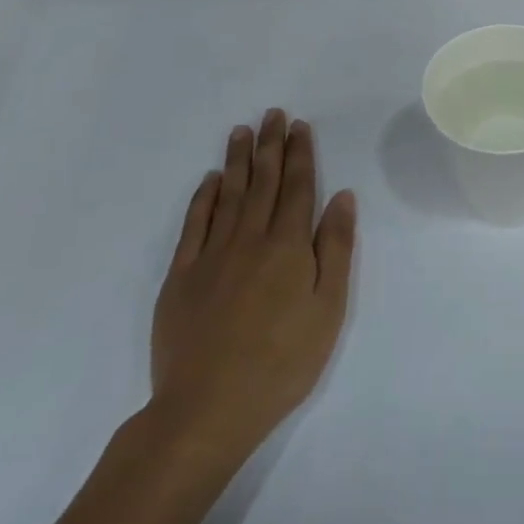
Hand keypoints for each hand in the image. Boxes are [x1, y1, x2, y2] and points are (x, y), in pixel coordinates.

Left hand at [145, 109, 355, 494]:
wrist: (206, 409)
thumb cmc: (281, 362)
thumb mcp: (328, 309)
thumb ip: (335, 249)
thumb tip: (341, 197)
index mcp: (288, 246)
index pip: (298, 187)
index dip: (300, 154)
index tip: (299, 126)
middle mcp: (250, 239)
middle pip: (263, 182)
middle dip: (270, 145)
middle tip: (272, 114)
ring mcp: (211, 255)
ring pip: (228, 195)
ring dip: (237, 160)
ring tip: (242, 131)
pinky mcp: (181, 276)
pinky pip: (194, 224)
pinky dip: (203, 198)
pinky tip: (209, 180)